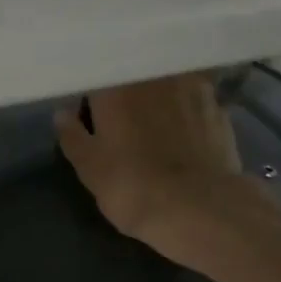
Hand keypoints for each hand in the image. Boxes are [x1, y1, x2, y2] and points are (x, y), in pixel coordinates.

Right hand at [55, 74, 268, 266]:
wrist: (201, 207)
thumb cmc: (132, 186)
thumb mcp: (90, 168)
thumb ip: (73, 136)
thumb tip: (62, 114)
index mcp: (116, 86)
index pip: (97, 74)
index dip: (91, 92)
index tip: (87, 109)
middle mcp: (154, 75)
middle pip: (134, 74)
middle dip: (126, 90)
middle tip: (120, 116)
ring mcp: (192, 87)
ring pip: (167, 82)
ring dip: (159, 95)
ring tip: (155, 119)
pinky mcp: (219, 107)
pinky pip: (195, 99)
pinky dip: (186, 109)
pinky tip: (185, 129)